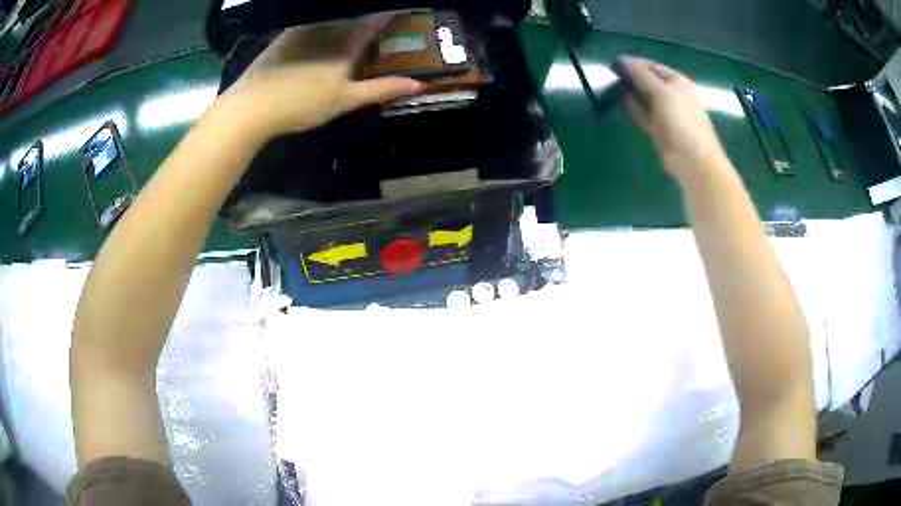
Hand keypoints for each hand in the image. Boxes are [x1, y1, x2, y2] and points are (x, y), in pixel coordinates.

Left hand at [220, 13, 423, 140]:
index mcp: (347, 42)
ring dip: (349, 18)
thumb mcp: (345, 100)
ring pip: (334, 17)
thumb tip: (417, 84)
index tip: (405, 11)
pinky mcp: (287, 33)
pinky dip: (326, 22)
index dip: (392, 13)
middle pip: (356, 15)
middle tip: (379, 25)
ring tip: (354, 28)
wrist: (252, 106)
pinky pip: (314, 21)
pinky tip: (324, 34)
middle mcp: (329, 27)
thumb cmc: (302, 104)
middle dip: (371, 17)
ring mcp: (305, 28)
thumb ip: (381, 89)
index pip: (377, 19)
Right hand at [620, 56, 728, 183]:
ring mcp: (667, 114)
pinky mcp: (659, 129)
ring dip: (631, 93)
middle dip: (632, 78)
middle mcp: (673, 96)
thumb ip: (641, 75)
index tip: (615, 62)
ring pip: (646, 99)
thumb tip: (622, 60)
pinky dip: (634, 109)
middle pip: (649, 82)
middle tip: (611, 75)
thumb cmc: (681, 120)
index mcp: (679, 83)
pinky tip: (621, 102)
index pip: (654, 67)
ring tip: (612, 87)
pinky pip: (644, 115)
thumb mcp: (662, 91)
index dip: (636, 64)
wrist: (692, 159)